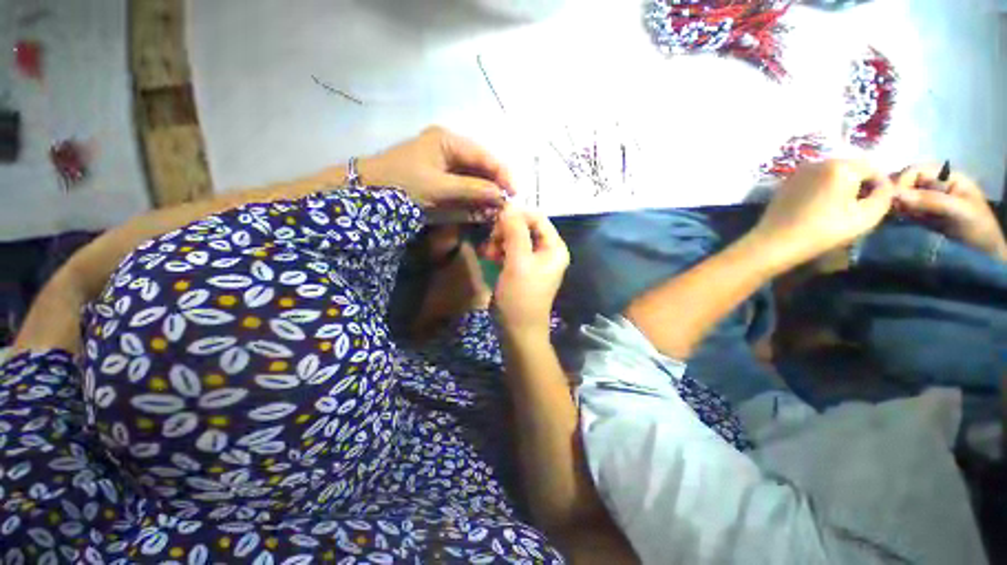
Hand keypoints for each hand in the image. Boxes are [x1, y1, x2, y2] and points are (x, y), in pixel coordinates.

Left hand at [360, 126, 514, 210]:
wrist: (366, 192)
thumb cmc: (402, 184)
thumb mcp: (439, 188)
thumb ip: (472, 190)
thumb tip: (501, 196)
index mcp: (448, 140)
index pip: (484, 155)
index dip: (502, 174)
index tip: (515, 194)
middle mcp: (449, 146)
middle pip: (481, 165)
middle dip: (495, 184)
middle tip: (506, 204)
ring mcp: (444, 161)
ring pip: (473, 176)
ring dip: (485, 192)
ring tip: (496, 208)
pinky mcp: (439, 176)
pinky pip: (463, 185)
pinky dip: (473, 197)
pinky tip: (481, 207)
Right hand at [483, 206, 569, 339]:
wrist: (518, 330)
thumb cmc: (520, 296)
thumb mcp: (518, 261)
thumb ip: (515, 231)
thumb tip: (509, 206)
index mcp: (554, 247)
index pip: (537, 217)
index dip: (516, 215)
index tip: (495, 220)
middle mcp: (547, 251)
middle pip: (525, 227)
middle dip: (505, 231)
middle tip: (491, 241)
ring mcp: (534, 261)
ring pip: (515, 238)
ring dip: (499, 241)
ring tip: (487, 252)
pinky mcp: (522, 269)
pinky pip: (510, 251)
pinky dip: (499, 251)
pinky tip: (489, 257)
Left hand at [752, 160, 894, 267]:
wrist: (775, 242)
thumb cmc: (824, 230)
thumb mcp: (866, 217)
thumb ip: (884, 196)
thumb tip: (885, 185)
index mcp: (841, 166)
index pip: (873, 168)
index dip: (879, 186)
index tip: (875, 205)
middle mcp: (819, 162)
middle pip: (851, 168)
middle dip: (859, 184)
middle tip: (856, 208)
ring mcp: (799, 172)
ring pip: (831, 174)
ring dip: (839, 187)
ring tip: (836, 210)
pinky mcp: (785, 183)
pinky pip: (813, 181)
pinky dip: (820, 190)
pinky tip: (817, 209)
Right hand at [894, 165, 1006, 260]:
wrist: (982, 250)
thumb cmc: (976, 226)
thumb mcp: (958, 210)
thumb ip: (930, 200)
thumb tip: (896, 195)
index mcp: (945, 176)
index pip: (914, 170)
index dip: (901, 181)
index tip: (892, 199)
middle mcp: (934, 184)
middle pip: (905, 182)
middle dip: (894, 194)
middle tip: (889, 210)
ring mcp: (927, 199)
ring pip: (901, 196)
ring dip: (893, 205)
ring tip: (892, 217)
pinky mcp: (921, 213)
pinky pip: (903, 208)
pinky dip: (895, 213)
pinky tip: (895, 221)